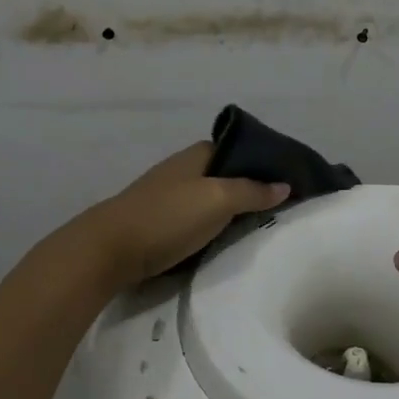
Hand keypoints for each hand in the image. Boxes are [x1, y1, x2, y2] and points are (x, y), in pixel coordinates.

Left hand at [70, 142, 289, 290]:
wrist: (110, 249)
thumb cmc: (167, 217)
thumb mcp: (217, 200)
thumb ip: (252, 191)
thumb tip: (284, 184)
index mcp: (196, 154)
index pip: (238, 149)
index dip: (263, 162)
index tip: (289, 180)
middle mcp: (182, 169)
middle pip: (225, 175)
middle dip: (250, 188)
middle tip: (280, 207)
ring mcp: (168, 195)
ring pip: (210, 198)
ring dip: (231, 210)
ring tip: (259, 225)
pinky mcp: (159, 222)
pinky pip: (196, 219)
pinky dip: (212, 226)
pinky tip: (225, 239)